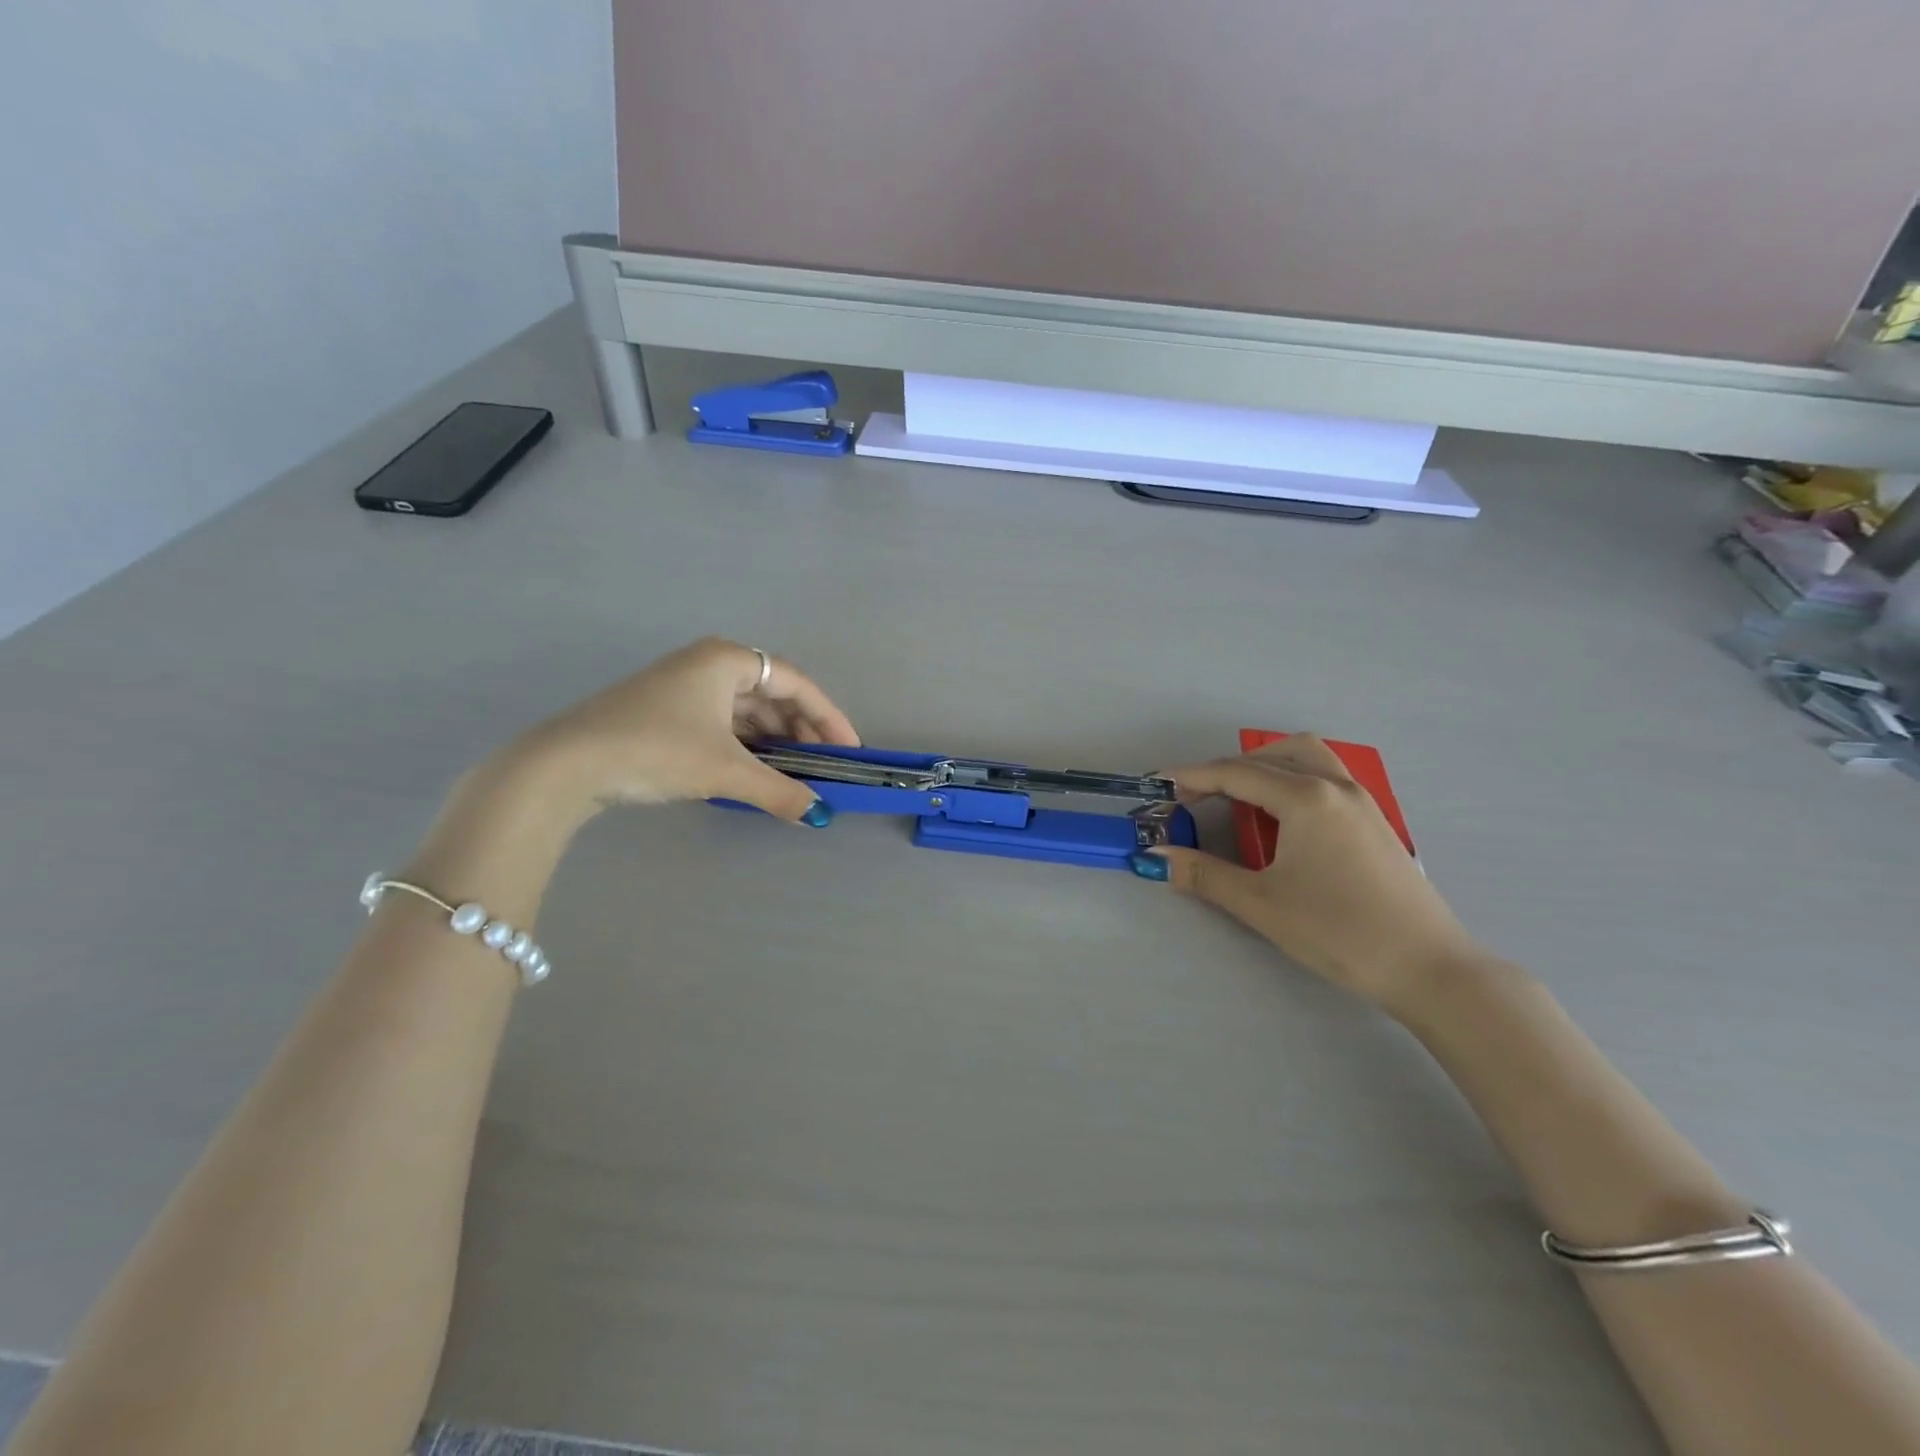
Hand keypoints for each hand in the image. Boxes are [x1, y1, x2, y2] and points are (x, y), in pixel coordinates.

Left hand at [506, 637, 860, 824]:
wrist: (566, 764)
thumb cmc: (656, 750)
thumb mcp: (725, 771)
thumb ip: (779, 791)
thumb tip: (820, 815)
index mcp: (727, 660)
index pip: (796, 684)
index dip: (828, 717)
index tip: (849, 750)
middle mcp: (708, 664)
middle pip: (772, 694)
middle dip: (802, 731)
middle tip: (824, 765)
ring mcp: (683, 686)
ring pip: (746, 710)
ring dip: (774, 740)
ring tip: (794, 772)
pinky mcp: (665, 711)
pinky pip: (723, 722)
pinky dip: (745, 745)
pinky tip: (754, 770)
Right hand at [1143, 736, 1481, 1014]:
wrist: (1428, 968)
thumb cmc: (1338, 931)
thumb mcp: (1260, 903)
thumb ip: (1203, 874)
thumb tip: (1154, 856)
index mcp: (1306, 798)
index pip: (1235, 774)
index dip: (1191, 778)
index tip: (1158, 788)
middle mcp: (1335, 786)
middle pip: (1271, 755)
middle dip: (1228, 770)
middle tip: (1198, 800)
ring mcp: (1361, 801)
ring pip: (1307, 757)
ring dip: (1266, 767)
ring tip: (1240, 800)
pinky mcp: (1375, 821)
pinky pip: (1326, 777)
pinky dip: (1294, 780)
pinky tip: (1284, 819)